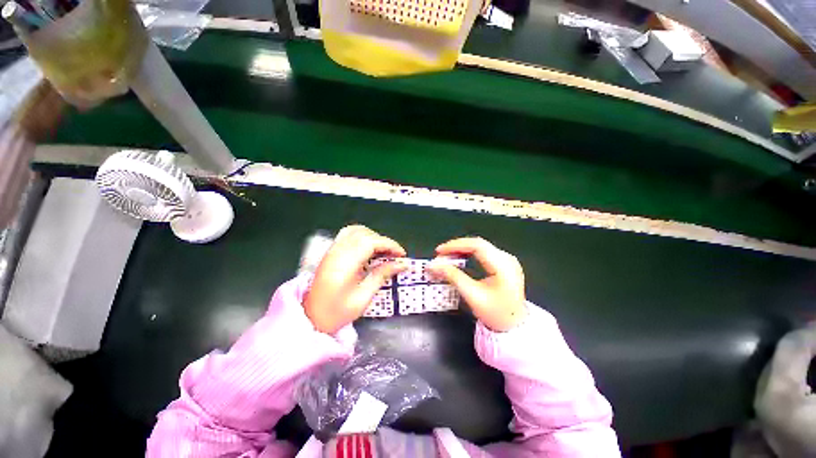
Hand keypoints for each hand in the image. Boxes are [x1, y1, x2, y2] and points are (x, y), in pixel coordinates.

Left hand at [304, 225, 406, 333]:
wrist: (310, 319)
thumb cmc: (336, 313)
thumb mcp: (362, 298)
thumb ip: (381, 276)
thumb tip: (401, 264)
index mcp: (344, 264)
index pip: (370, 242)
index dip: (389, 244)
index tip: (401, 254)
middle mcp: (337, 252)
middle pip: (364, 234)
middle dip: (383, 241)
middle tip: (395, 255)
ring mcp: (332, 250)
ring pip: (356, 231)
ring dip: (373, 237)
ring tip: (383, 251)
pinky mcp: (331, 252)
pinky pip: (348, 235)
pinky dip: (362, 236)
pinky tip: (368, 248)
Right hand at [428, 237, 525, 331]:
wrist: (514, 326)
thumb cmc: (495, 313)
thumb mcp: (472, 296)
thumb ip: (453, 277)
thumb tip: (434, 265)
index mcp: (503, 266)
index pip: (477, 245)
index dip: (456, 245)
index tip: (440, 251)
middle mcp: (507, 259)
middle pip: (478, 244)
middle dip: (456, 247)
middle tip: (440, 254)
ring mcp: (507, 260)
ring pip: (480, 247)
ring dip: (461, 250)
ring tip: (446, 256)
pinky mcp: (504, 264)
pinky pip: (483, 252)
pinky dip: (468, 254)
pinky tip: (459, 258)